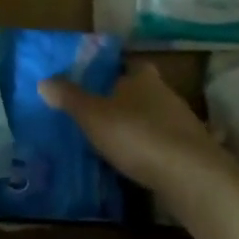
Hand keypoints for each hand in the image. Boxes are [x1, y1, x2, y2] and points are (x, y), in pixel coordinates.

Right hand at [39, 62, 238, 195]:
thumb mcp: (93, 116)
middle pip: (145, 90)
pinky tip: (143, 163)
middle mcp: (166, 92)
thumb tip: (44, 80)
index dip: (115, 71)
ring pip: (158, 116)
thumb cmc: (136, 135)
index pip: (129, 65)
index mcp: (142, 78)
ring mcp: (184, 121)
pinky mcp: (194, 149)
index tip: (100, 82)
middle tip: (104, 113)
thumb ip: (70, 98)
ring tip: (120, 141)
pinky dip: (156, 149)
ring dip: (143, 125)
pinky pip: (169, 143)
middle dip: (128, 100)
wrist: (189, 174)